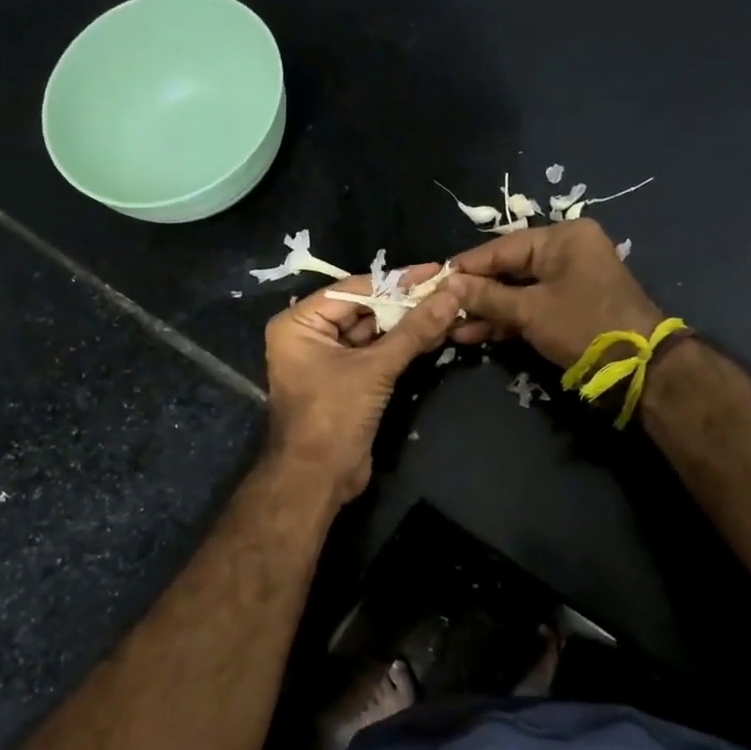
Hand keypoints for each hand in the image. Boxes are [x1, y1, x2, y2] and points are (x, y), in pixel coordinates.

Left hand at [263, 266, 461, 505]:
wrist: (317, 480)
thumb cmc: (333, 417)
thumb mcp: (374, 369)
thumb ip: (413, 331)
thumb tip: (451, 293)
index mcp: (299, 324)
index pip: (353, 290)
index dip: (396, 282)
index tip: (435, 270)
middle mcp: (310, 335)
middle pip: (364, 309)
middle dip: (405, 302)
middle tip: (448, 287)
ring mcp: (329, 359)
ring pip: (374, 332)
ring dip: (409, 323)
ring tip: (450, 306)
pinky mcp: (348, 380)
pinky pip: (377, 354)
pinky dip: (403, 345)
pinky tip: (436, 332)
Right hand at [448, 220, 663, 368]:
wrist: (640, 367)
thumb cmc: (583, 326)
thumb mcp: (530, 310)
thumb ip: (487, 296)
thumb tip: (448, 285)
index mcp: (562, 238)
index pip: (501, 248)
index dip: (466, 268)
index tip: (435, 282)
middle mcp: (566, 251)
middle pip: (508, 268)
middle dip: (474, 293)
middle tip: (440, 308)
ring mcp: (569, 280)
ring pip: (517, 290)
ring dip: (487, 310)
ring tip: (451, 327)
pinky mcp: (570, 306)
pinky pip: (530, 306)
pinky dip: (506, 320)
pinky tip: (474, 335)